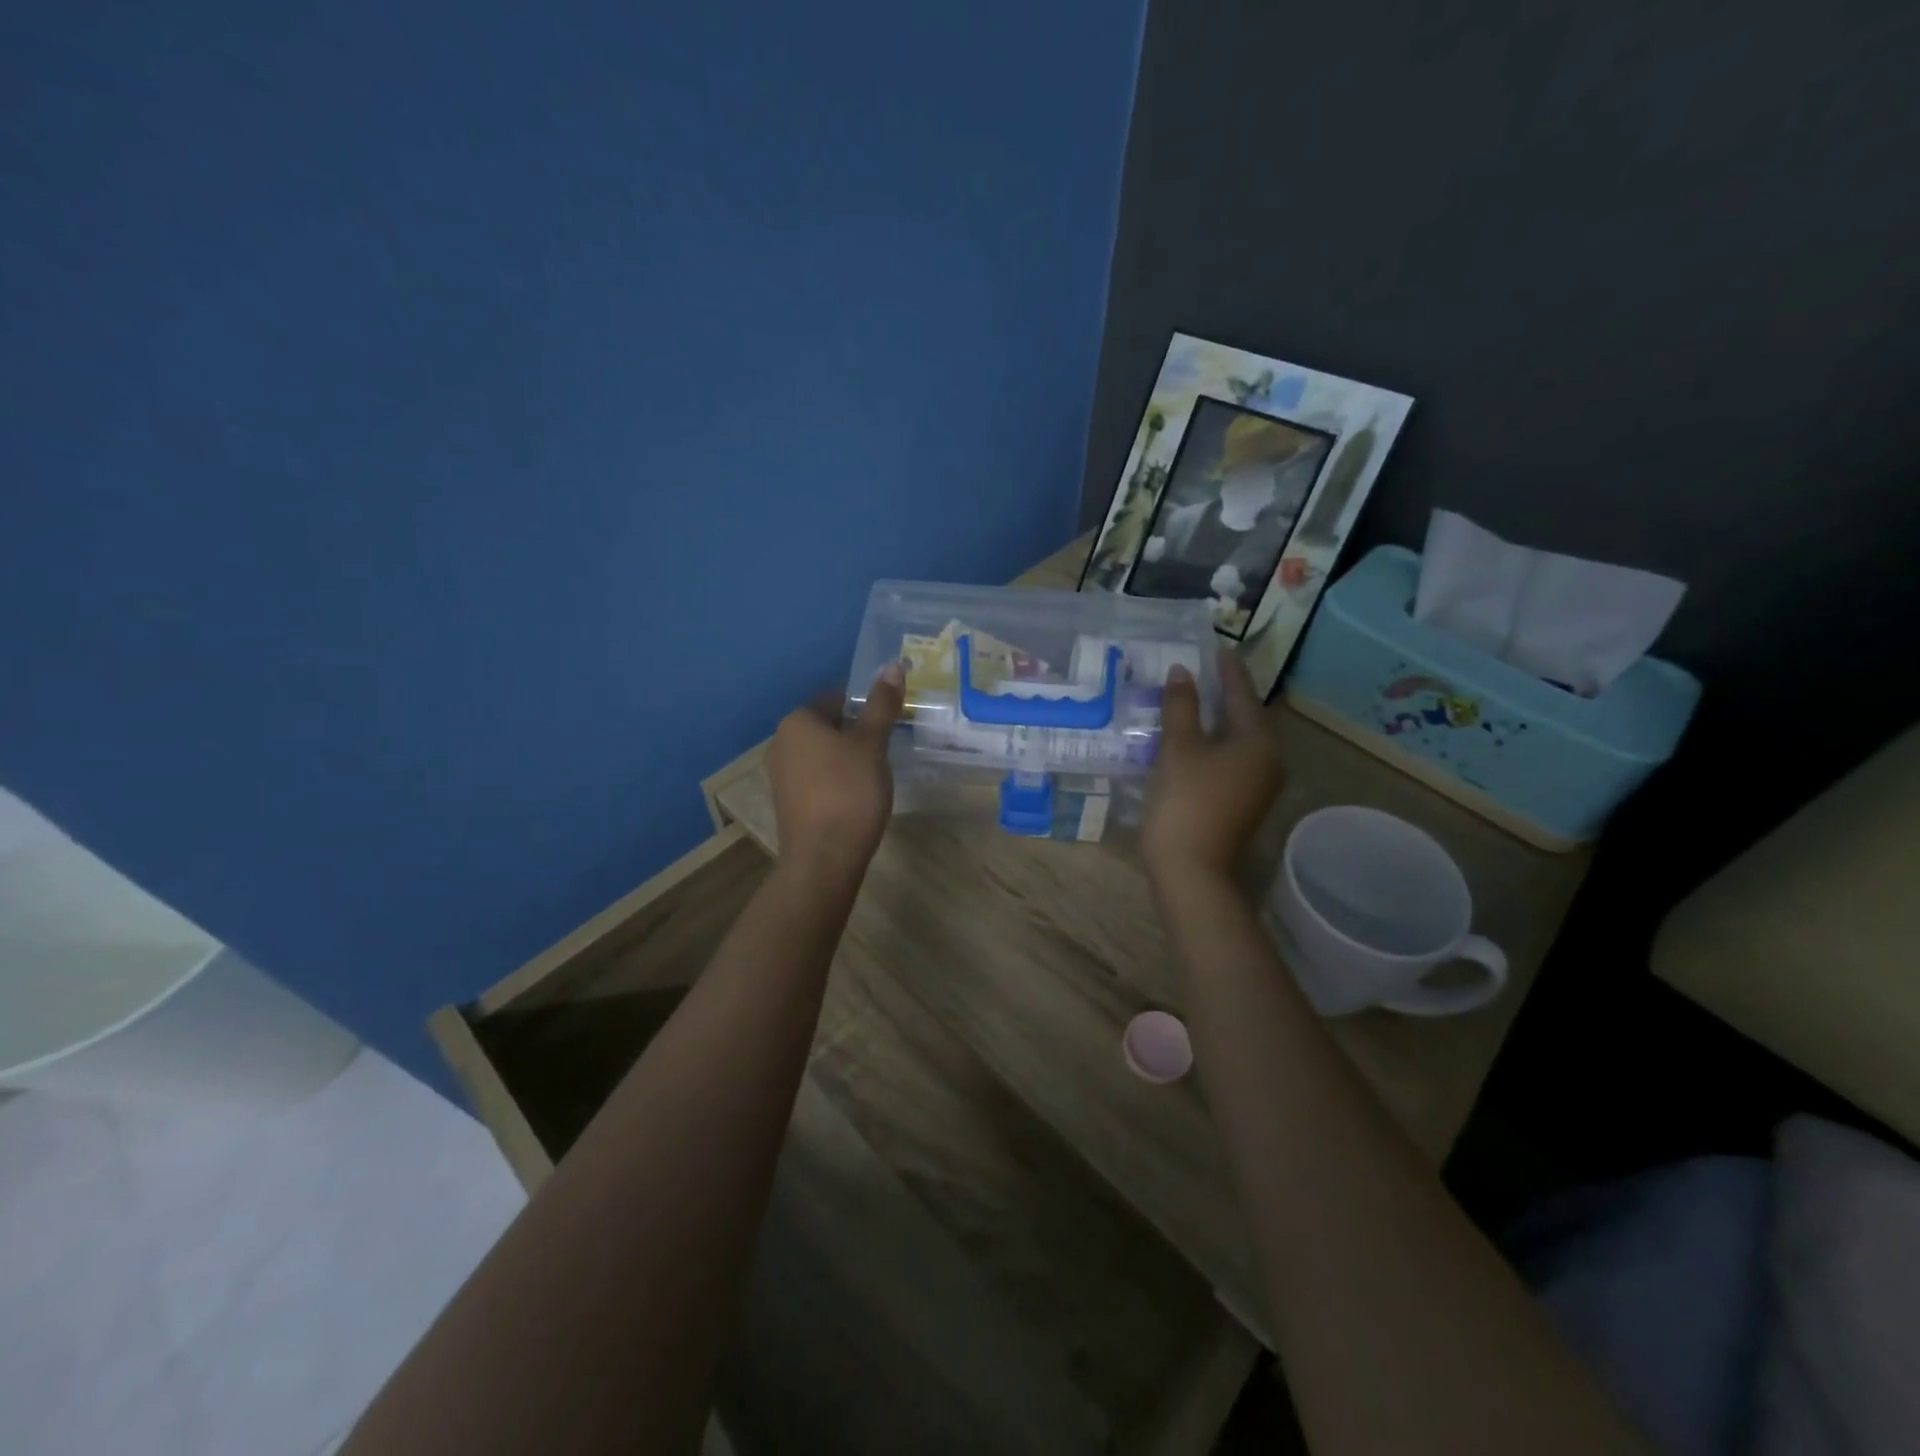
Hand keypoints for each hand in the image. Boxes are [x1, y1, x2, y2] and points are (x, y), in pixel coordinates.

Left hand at [768, 663, 903, 877]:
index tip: (889, 724)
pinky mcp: (787, 802)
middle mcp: (781, 742)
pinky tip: (856, 797)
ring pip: (821, 755)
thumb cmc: (849, 791)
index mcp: (797, 721)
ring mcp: (780, 775)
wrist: (823, 858)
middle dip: (855, 734)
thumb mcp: (872, 744)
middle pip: (827, 727)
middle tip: (886, 748)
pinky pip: (815, 779)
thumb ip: (882, 705)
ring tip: (874, 774)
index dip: (865, 709)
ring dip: (846, 759)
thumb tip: (892, 665)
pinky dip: (835, 781)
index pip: (836, 699)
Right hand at [1142, 651, 1284, 878]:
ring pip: (1239, 741)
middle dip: (1226, 694)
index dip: (1228, 670)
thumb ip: (1181, 707)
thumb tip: (1182, 672)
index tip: (1219, 648)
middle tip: (1204, 671)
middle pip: (1246, 717)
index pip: (1243, 694)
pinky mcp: (1243, 803)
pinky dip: (1215, 743)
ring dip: (1218, 720)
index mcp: (1258, 742)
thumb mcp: (1178, 749)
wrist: (1191, 870)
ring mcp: (1258, 785)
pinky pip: (1232, 760)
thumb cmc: (1186, 802)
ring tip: (1196, 700)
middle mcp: (1268, 760)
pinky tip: (1194, 739)